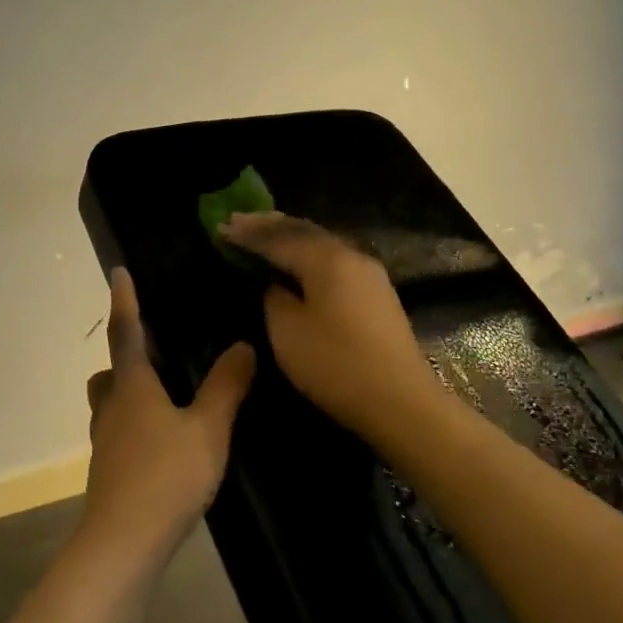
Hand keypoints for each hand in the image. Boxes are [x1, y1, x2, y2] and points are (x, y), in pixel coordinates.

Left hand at [81, 269, 254, 562]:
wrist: (123, 543)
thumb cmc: (165, 476)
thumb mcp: (207, 429)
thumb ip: (226, 386)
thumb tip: (243, 345)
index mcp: (132, 386)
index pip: (125, 332)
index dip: (124, 300)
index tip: (117, 271)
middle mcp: (112, 407)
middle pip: (110, 371)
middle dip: (125, 355)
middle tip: (154, 349)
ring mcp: (105, 441)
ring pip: (111, 404)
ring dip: (129, 392)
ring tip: (165, 396)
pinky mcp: (108, 471)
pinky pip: (119, 432)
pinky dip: (136, 424)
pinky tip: (163, 441)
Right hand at [221, 212, 436, 442]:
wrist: (401, 402)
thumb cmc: (335, 364)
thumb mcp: (287, 331)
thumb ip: (274, 297)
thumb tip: (276, 283)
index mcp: (326, 259)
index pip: (278, 237)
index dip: (248, 233)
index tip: (221, 226)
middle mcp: (350, 255)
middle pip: (303, 230)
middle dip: (269, 225)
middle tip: (239, 220)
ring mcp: (369, 273)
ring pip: (321, 242)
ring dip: (290, 236)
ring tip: (264, 233)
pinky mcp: (377, 293)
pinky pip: (333, 259)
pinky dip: (308, 253)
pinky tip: (298, 259)